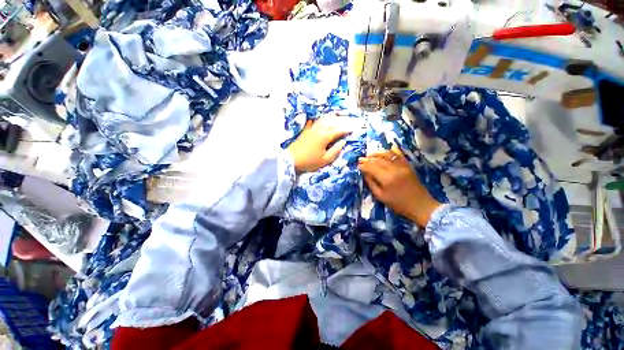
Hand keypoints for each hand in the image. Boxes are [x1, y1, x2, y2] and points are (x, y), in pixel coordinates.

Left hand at [287, 115, 350, 172]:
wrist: (291, 159)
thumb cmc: (308, 162)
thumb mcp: (324, 160)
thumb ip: (335, 151)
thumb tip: (343, 142)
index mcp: (325, 137)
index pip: (338, 130)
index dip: (346, 129)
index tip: (353, 128)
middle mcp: (319, 129)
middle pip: (332, 122)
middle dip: (342, 121)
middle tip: (349, 120)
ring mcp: (311, 129)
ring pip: (324, 119)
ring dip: (332, 117)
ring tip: (338, 116)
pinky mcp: (306, 130)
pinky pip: (315, 121)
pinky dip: (321, 119)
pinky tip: (322, 119)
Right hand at [358, 146, 441, 227]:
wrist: (420, 205)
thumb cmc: (398, 204)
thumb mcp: (381, 197)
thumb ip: (371, 183)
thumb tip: (365, 173)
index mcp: (386, 179)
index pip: (371, 167)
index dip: (363, 165)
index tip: (358, 165)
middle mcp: (394, 169)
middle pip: (378, 160)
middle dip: (368, 158)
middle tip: (361, 159)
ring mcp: (402, 166)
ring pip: (388, 154)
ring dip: (377, 153)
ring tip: (370, 154)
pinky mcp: (408, 166)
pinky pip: (399, 155)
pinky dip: (393, 150)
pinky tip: (388, 148)